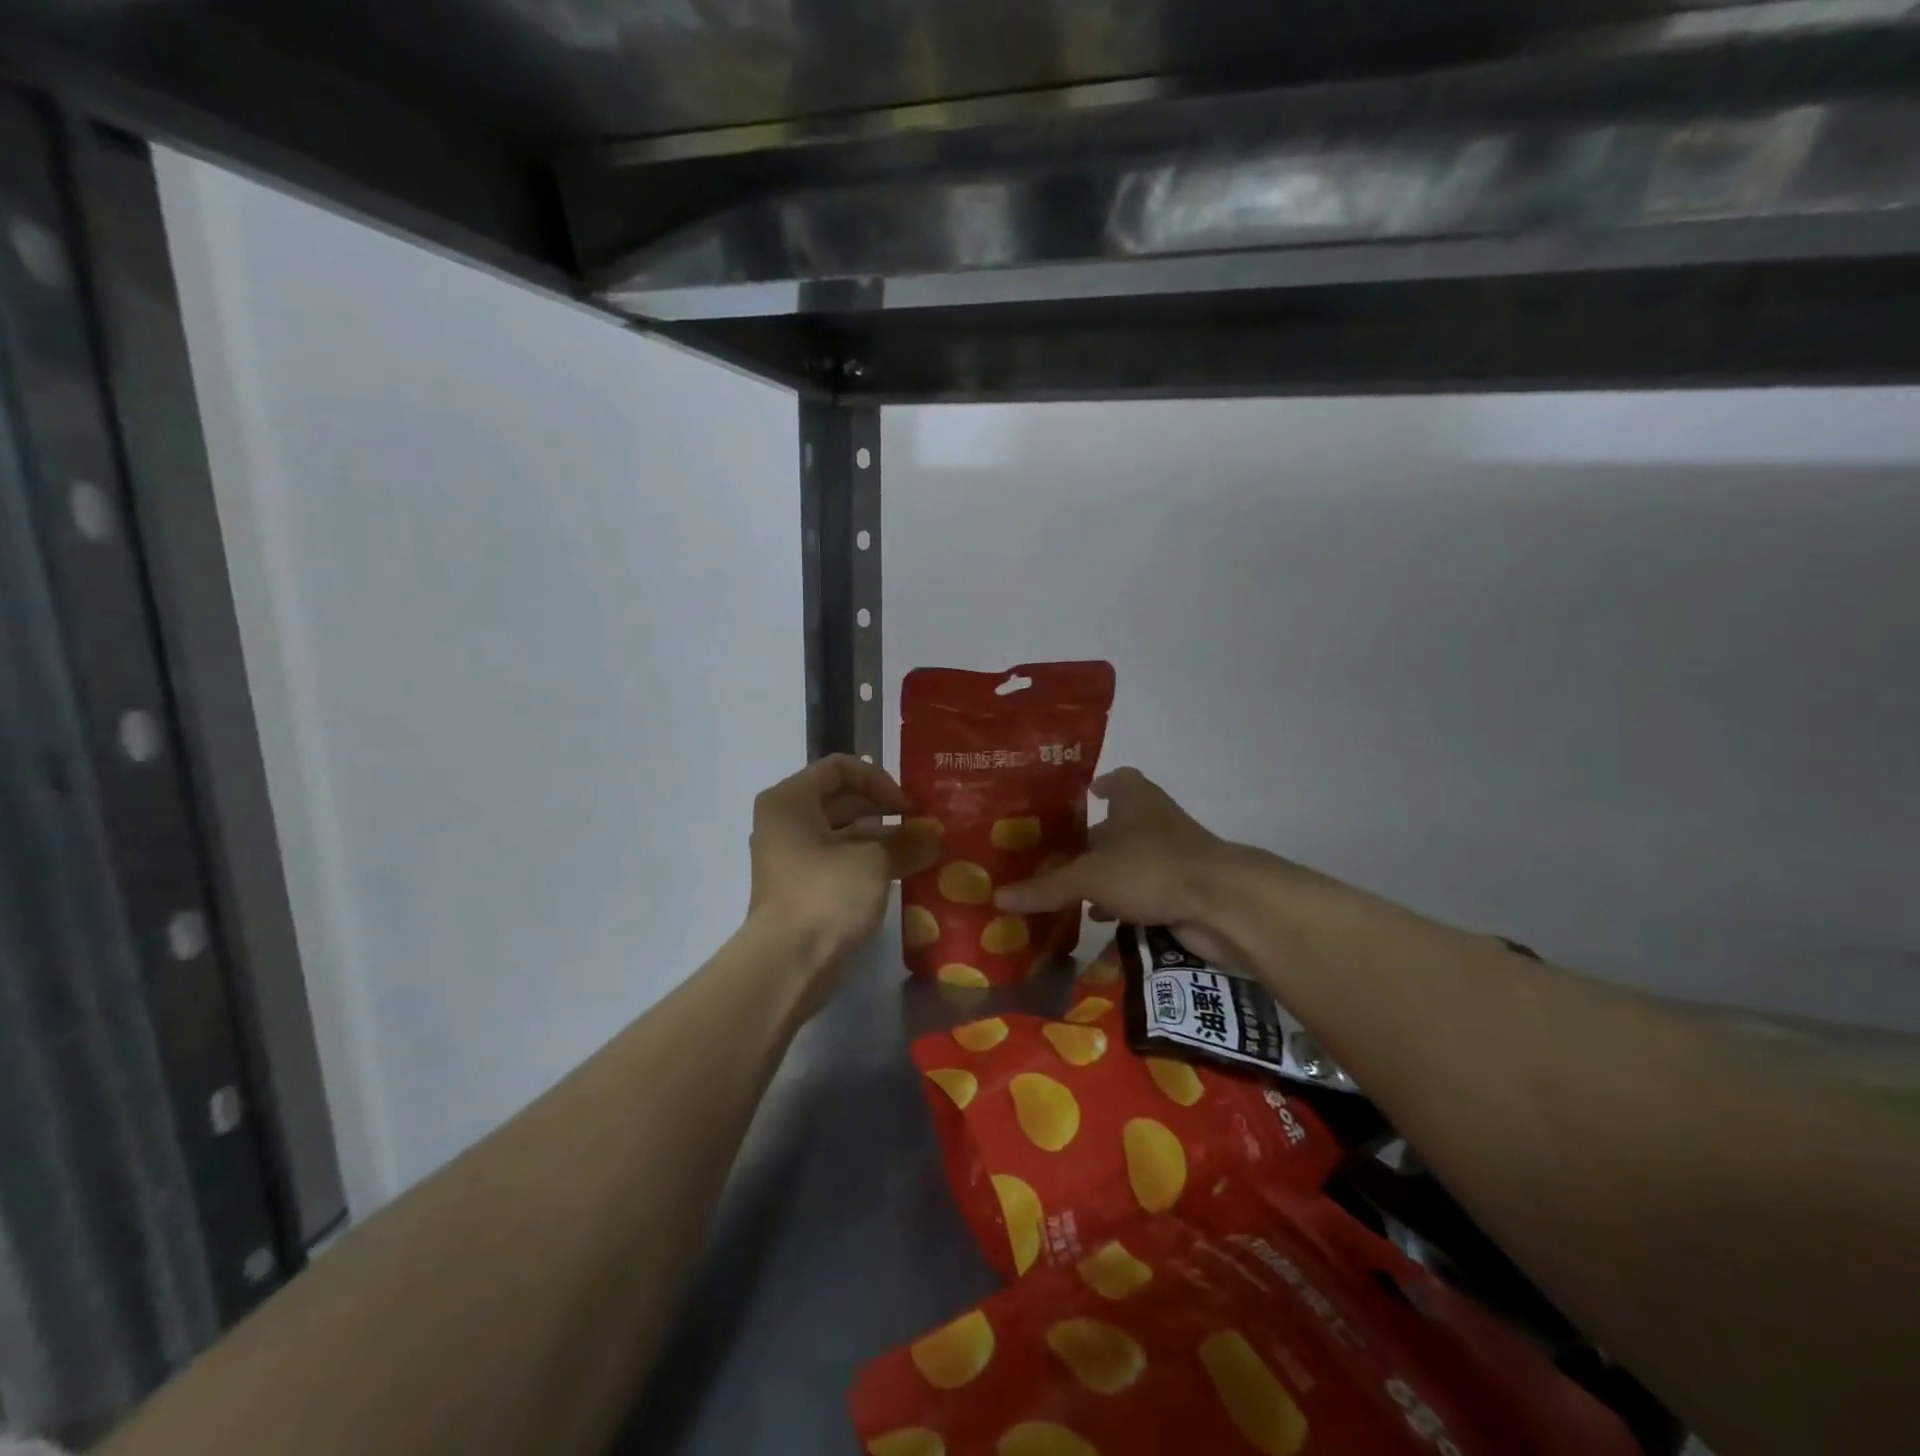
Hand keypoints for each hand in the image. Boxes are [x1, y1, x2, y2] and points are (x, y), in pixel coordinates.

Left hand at [746, 756, 939, 995]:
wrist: (786, 965)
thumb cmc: (826, 896)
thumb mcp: (874, 862)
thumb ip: (906, 842)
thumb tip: (934, 838)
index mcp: (790, 800)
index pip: (840, 768)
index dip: (879, 780)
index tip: (908, 807)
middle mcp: (785, 821)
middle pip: (841, 799)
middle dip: (885, 810)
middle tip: (922, 825)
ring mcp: (791, 857)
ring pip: (843, 833)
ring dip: (882, 838)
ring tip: (921, 850)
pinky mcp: (801, 888)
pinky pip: (839, 861)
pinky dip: (869, 862)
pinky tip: (903, 873)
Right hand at [994, 768, 1247, 963]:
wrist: (1222, 904)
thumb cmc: (1151, 868)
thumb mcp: (1090, 876)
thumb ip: (1046, 887)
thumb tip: (997, 897)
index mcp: (1136, 800)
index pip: (1119, 779)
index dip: (1102, 785)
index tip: (1081, 796)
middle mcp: (1155, 821)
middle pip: (1119, 825)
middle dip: (1091, 841)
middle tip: (1053, 855)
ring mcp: (1173, 855)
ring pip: (1131, 861)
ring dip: (1107, 874)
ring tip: (1068, 890)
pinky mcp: (1183, 888)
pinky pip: (1145, 891)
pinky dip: (1124, 902)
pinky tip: (1101, 918)